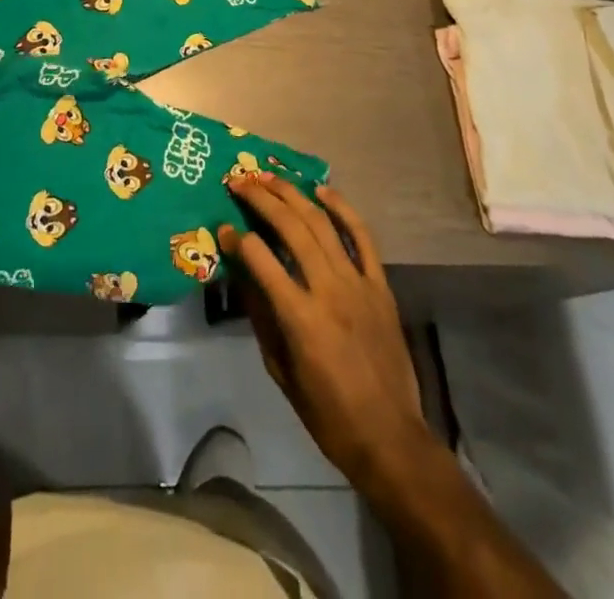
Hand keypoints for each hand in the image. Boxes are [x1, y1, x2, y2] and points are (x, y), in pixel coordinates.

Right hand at [220, 174, 427, 488]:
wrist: (390, 437)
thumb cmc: (327, 413)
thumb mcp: (281, 371)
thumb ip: (261, 317)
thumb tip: (242, 274)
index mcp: (300, 318)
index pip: (260, 260)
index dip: (237, 239)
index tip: (223, 227)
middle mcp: (329, 290)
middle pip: (291, 228)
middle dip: (261, 199)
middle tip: (239, 182)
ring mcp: (358, 283)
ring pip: (322, 223)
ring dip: (293, 194)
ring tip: (269, 176)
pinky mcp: (380, 285)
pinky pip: (362, 237)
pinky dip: (342, 209)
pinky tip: (321, 190)